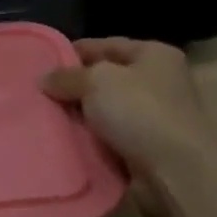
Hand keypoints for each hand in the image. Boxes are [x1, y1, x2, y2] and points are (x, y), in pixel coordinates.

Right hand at [42, 38, 216, 214]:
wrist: (176, 172)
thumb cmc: (140, 111)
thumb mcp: (97, 81)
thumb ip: (68, 77)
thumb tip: (44, 79)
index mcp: (155, 55)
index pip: (109, 45)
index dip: (76, 51)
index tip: (43, 62)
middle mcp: (159, 84)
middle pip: (107, 81)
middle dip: (76, 88)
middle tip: (39, 95)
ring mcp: (155, 120)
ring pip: (107, 114)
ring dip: (81, 120)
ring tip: (45, 121)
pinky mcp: (148, 152)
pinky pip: (110, 143)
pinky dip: (91, 145)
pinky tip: (65, 146)